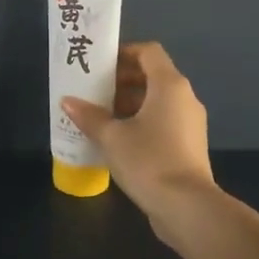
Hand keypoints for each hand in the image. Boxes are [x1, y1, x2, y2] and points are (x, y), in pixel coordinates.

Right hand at [62, 41, 216, 243]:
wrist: (187, 206)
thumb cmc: (148, 161)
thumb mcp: (111, 137)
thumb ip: (89, 116)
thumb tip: (68, 101)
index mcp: (169, 85)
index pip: (148, 52)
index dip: (124, 53)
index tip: (99, 65)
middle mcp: (184, 98)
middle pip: (153, 76)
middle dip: (122, 81)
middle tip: (93, 92)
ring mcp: (190, 122)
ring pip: (158, 101)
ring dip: (130, 103)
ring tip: (101, 117)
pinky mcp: (189, 145)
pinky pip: (163, 121)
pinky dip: (142, 122)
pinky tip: (118, 140)